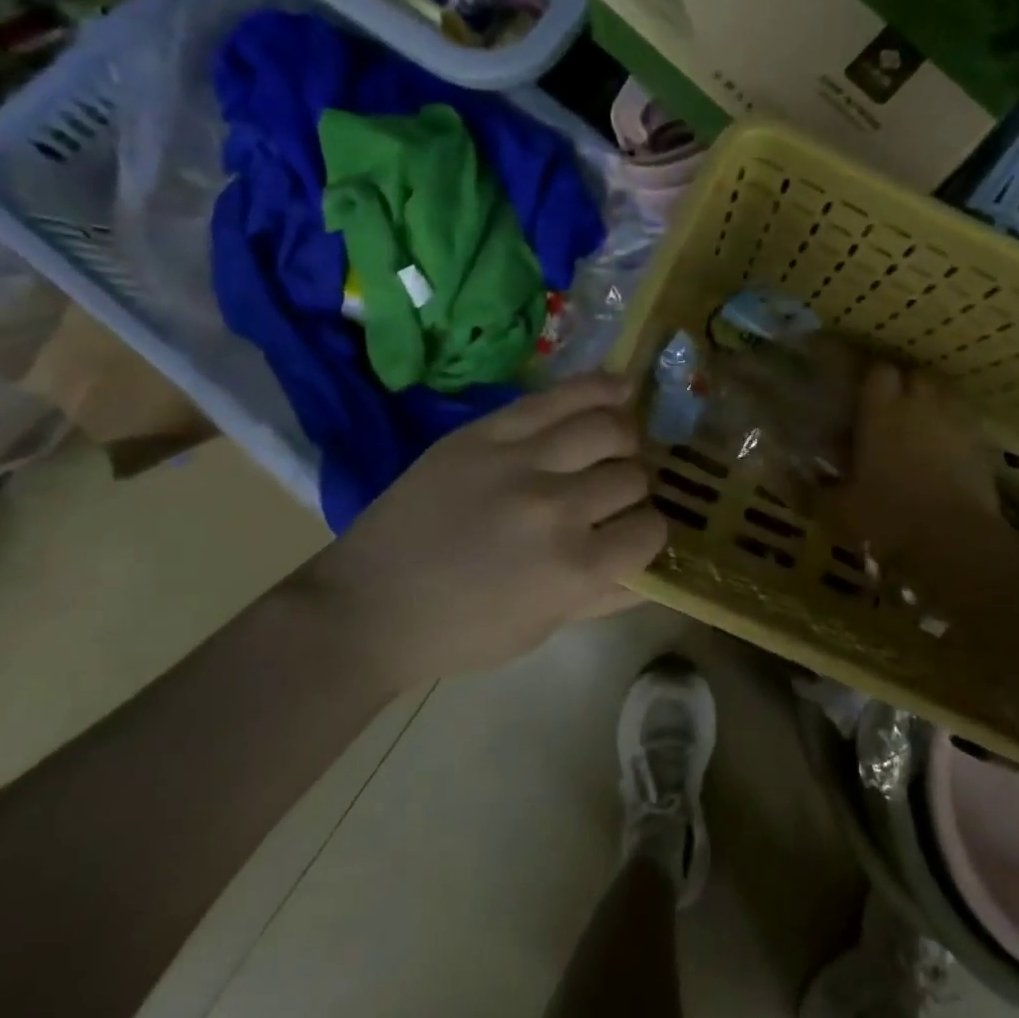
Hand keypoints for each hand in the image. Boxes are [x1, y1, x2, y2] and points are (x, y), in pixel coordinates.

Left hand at [303, 372, 665, 683]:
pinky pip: (555, 397)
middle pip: (632, 477)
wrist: (367, 606)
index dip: (648, 532)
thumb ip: (603, 597)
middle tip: (615, 492)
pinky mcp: (485, 432)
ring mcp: (519, 461)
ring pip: (607, 426)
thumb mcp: (541, 628)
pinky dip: (599, 387)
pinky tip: (623, 385)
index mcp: (574, 569)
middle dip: (634, 487)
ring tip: (617, 443)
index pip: (650, 531)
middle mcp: (557, 508)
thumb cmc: (458, 632)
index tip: (634, 531)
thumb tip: (652, 569)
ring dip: (624, 437)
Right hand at [832, 361, 1004, 575]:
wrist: (954, 542)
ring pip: (945, 395)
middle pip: (916, 376)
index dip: (872, 382)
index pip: (879, 372)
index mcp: (881, 411)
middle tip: (891, 413)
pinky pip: (966, 423)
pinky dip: (955, 430)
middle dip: (905, 388)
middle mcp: (920, 405)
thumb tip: (785, 476)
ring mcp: (956, 422)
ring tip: (921, 429)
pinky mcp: (982, 444)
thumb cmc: (887, 518)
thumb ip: (814, 488)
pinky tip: (946, 453)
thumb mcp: (839, 509)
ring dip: (932, 405)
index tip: (862, 400)